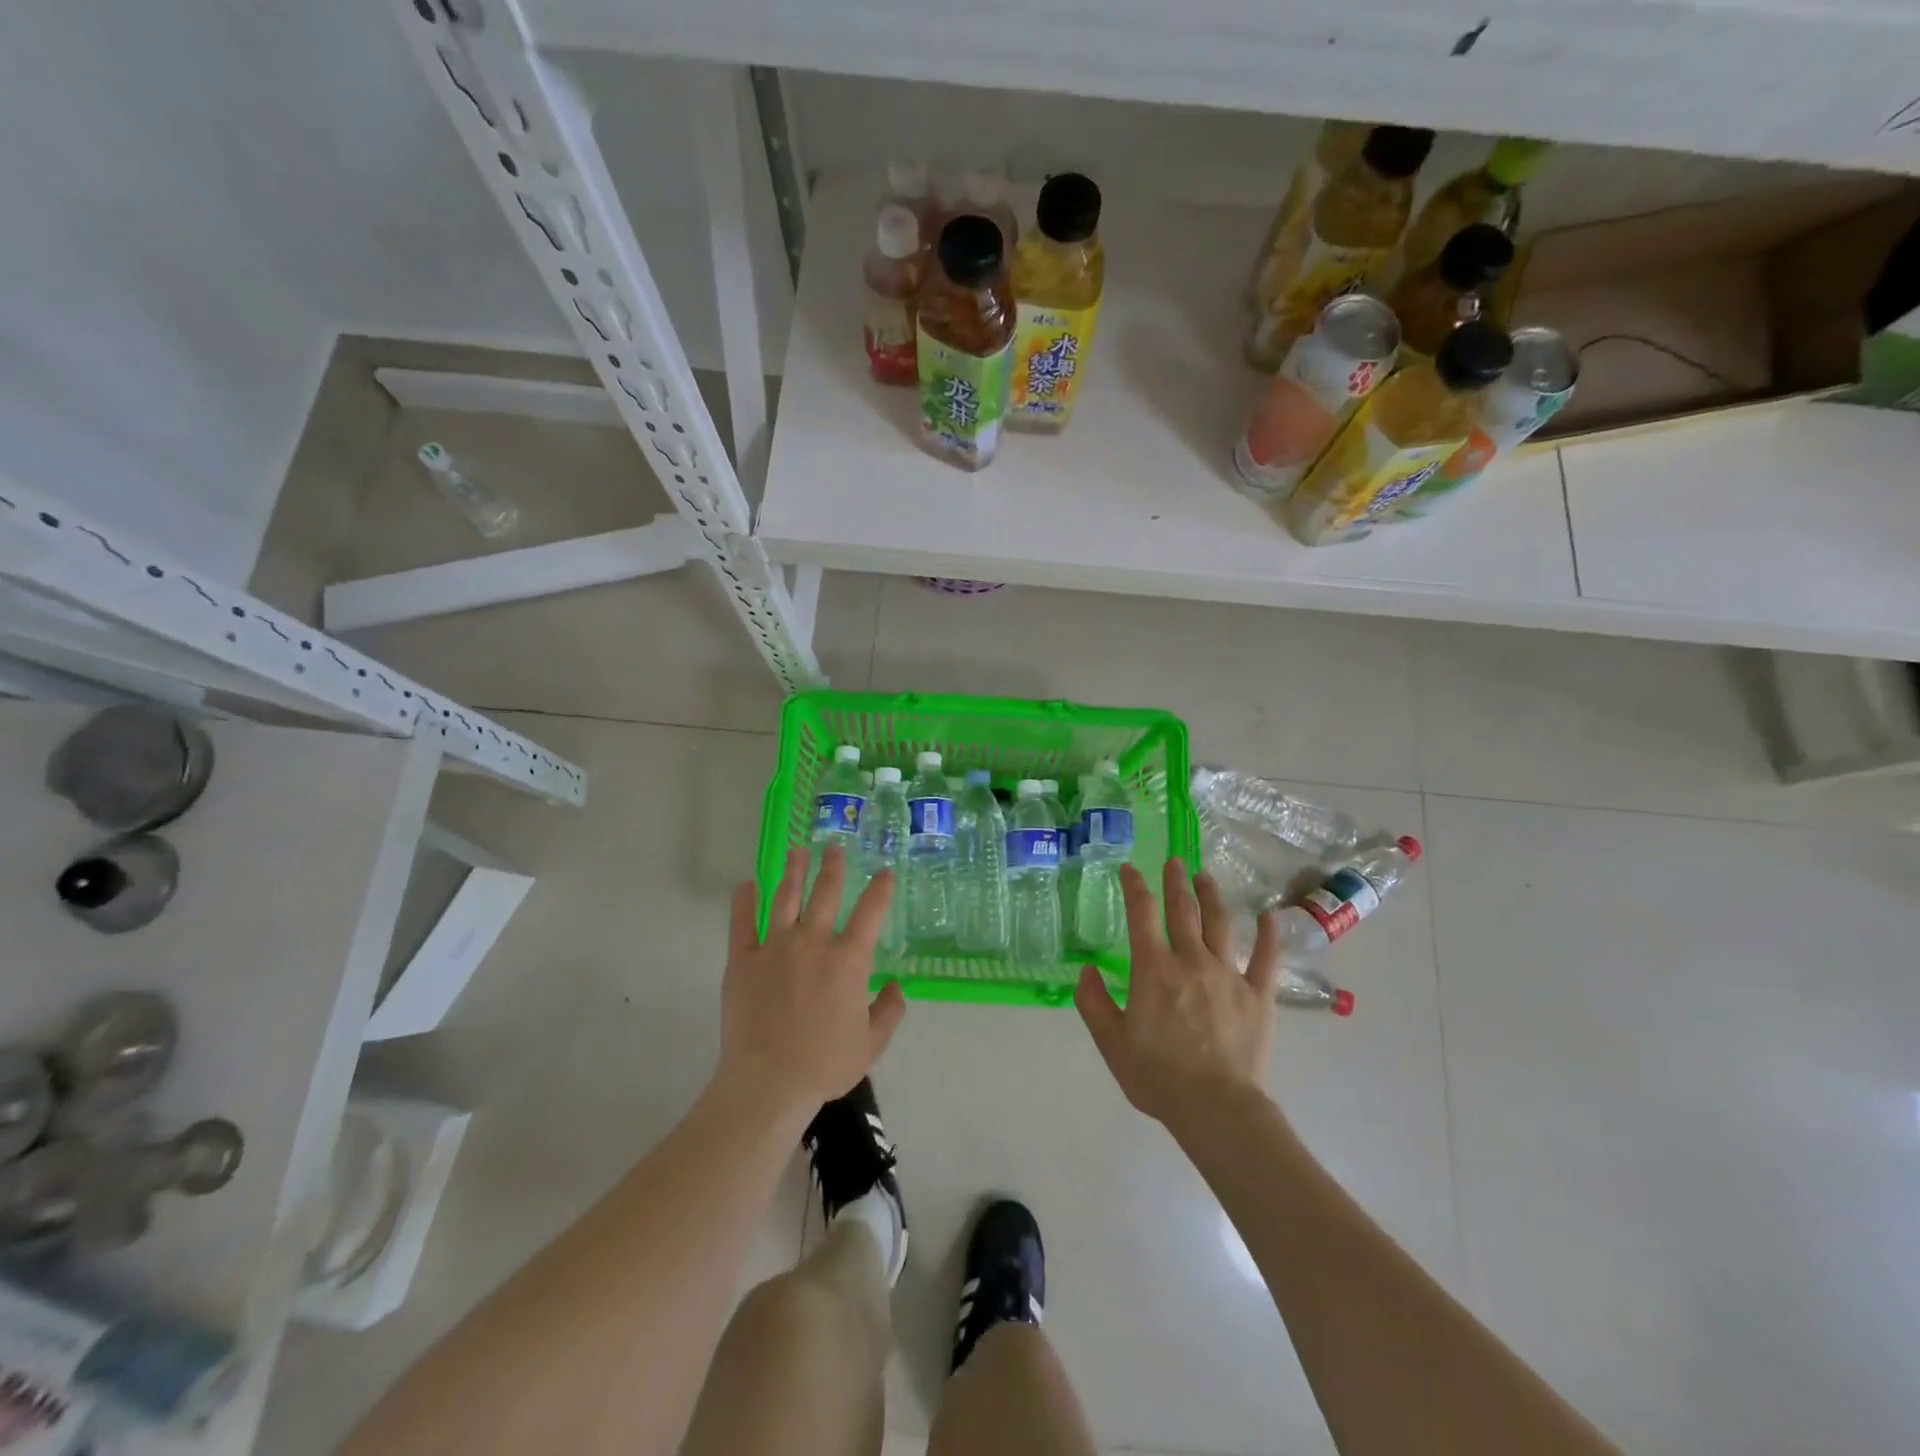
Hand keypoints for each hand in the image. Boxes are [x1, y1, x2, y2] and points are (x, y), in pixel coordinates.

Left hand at [716, 846, 906, 1119]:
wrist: (769, 1082)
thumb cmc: (825, 1064)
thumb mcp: (871, 1044)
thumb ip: (889, 1011)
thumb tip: (896, 986)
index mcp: (848, 960)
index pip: (870, 912)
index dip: (881, 889)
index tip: (885, 873)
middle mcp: (813, 942)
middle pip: (825, 893)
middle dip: (833, 866)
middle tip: (834, 847)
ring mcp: (774, 947)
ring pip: (785, 898)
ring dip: (793, 871)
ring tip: (797, 851)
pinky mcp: (742, 960)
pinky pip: (742, 923)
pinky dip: (744, 901)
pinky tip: (747, 884)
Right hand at [1075, 859, 1280, 1130]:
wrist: (1216, 1108)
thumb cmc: (1158, 1077)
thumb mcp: (1111, 1043)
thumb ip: (1094, 1002)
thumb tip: (1087, 970)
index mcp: (1154, 969)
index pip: (1141, 914)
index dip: (1135, 886)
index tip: (1130, 868)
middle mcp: (1191, 961)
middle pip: (1183, 910)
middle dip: (1175, 882)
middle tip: (1174, 861)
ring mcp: (1228, 974)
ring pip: (1220, 924)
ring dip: (1211, 896)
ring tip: (1205, 876)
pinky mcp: (1259, 995)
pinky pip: (1266, 958)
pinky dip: (1268, 935)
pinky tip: (1270, 916)